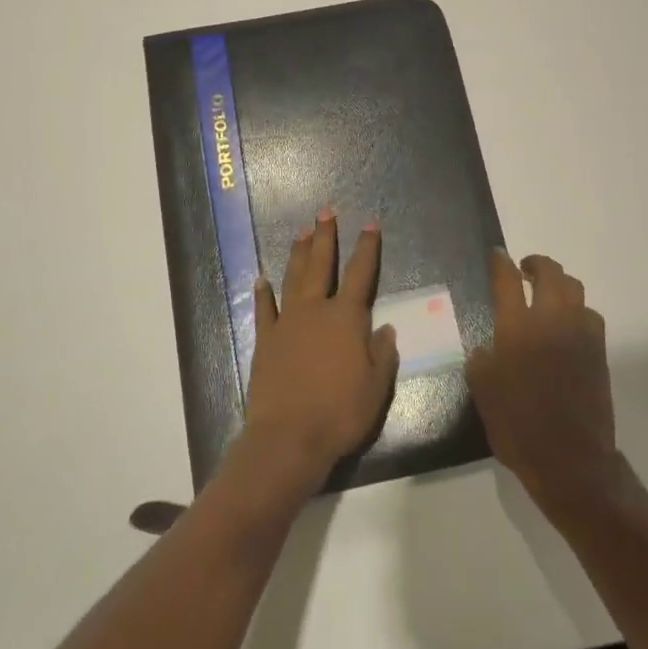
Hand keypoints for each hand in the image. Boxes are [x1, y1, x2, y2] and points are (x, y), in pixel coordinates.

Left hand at [239, 212, 398, 495]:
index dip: (367, 248)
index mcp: (347, 318)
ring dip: (298, 254)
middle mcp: (316, 311)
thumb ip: (382, 353)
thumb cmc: (340, 412)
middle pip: (321, 265)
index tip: (370, 225)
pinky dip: (263, 293)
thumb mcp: (377, 387)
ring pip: (293, 279)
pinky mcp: (265, 341)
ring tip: (301, 232)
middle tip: (325, 212)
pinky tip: (262, 280)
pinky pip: (264, 310)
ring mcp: (287, 323)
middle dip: (325, 237)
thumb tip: (386, 328)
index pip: (361, 274)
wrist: (288, 436)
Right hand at [467, 250, 619, 515]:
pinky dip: (575, 309)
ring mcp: (580, 334)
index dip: (500, 263)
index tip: (497, 255)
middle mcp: (551, 321)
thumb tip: (485, 348)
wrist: (569, 458)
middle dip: (536, 264)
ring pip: (574, 289)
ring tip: (546, 294)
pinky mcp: (599, 351)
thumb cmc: (518, 426)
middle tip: (524, 269)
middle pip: (550, 274)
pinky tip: (566, 325)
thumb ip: (481, 362)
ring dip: (559, 284)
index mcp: (517, 328)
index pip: (508, 281)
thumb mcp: (483, 393)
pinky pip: (589, 315)